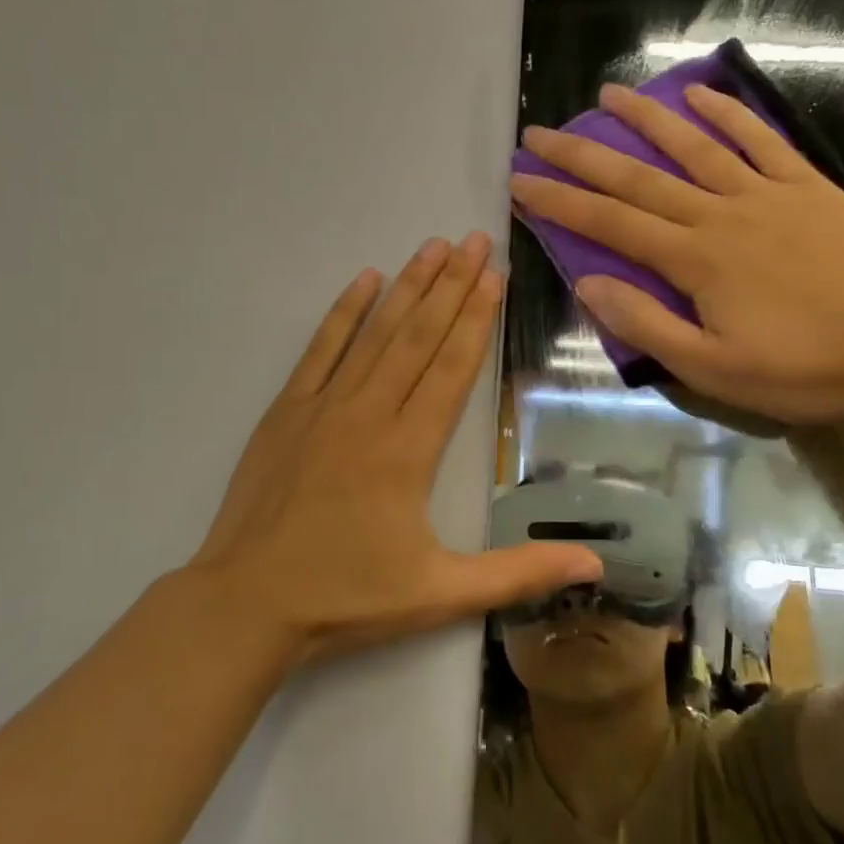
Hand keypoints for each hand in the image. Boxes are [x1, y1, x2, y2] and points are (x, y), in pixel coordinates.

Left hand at [193, 233, 603, 663]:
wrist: (248, 603)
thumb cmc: (348, 597)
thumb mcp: (441, 593)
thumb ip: (519, 574)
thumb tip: (596, 565)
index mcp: (410, 447)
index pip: (452, 366)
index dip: (477, 317)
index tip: (494, 274)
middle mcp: (370, 411)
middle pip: (419, 336)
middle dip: (451, 284)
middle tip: (474, 240)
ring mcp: (324, 405)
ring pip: (376, 333)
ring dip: (407, 287)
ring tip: (432, 247)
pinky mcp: (287, 410)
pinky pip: (321, 348)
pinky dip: (344, 312)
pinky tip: (363, 280)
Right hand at [510, 83, 843, 424]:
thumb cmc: (803, 368)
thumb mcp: (714, 369)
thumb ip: (648, 325)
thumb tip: (589, 283)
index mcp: (694, 260)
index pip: (610, 224)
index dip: (559, 202)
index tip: (520, 180)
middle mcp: (719, 214)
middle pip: (638, 177)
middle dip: (582, 155)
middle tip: (541, 132)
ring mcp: (765, 193)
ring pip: (694, 146)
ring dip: (646, 118)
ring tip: (607, 94)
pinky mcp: (805, 186)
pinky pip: (761, 140)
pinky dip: (729, 113)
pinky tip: (701, 94)